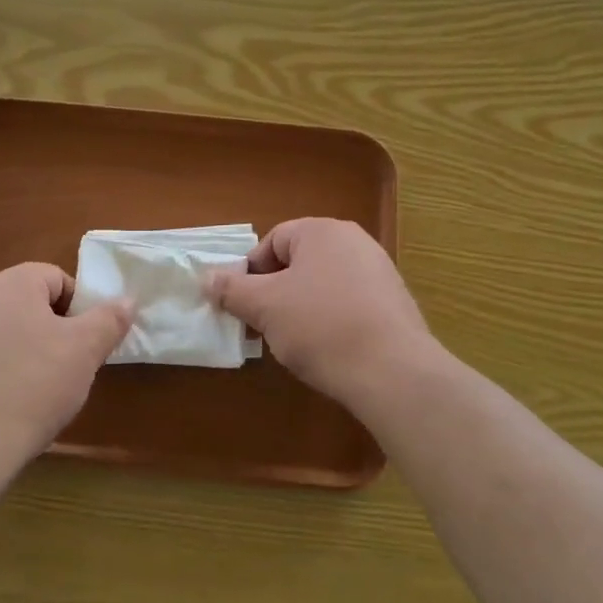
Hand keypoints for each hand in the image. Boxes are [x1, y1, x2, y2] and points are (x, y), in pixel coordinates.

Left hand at [0, 263, 132, 460]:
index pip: (54, 277)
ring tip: (31, 390)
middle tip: (64, 366)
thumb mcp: (85, 351)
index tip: (84, 342)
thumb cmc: (33, 386)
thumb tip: (127, 299)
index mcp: (10, 284)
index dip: (77, 307)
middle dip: (47, 329)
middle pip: (23, 303)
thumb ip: (109, 319)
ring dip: (17, 350)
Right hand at [207, 218, 436, 409]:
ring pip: (324, 284)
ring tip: (295, 341)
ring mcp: (380, 271)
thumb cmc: (320, 326)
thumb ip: (232, 289)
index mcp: (322, 231)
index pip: (273, 240)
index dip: (251, 272)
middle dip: (276, 292)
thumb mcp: (265, 307)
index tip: (243, 305)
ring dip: (302, 307)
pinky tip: (328, 349)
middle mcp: (354, 241)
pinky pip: (349, 303)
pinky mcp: (395, 303)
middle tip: (263, 325)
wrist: (392, 371)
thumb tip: (207, 278)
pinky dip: (332, 320)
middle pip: (299, 261)